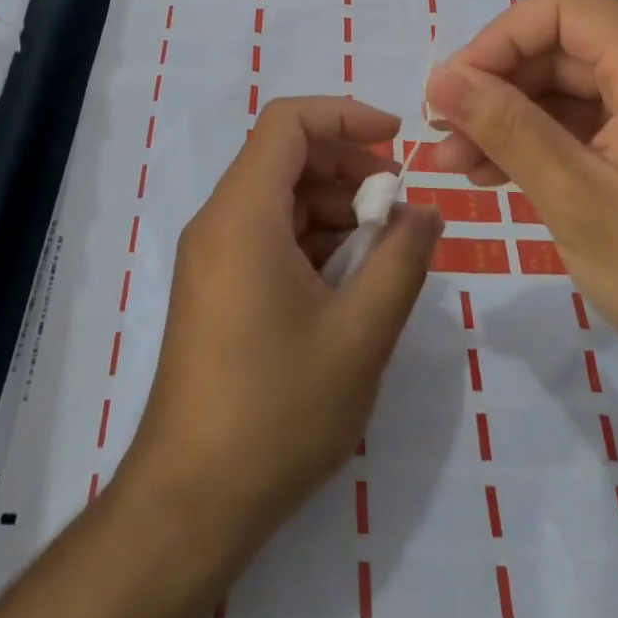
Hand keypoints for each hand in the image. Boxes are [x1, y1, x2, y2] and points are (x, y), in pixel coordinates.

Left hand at [121, 96, 443, 561]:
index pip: (288, 122)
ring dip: (335, 210)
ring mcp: (213, 255)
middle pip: (286, 157)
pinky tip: (349, 285)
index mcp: (243, 214)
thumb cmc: (277, 411)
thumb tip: (426, 214)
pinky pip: (269, 235)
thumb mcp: (360, 335)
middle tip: (398, 210)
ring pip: (281, 198)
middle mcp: (220, 221)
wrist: (191, 502)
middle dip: (349, 168)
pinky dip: (313, 241)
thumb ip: (401, 261)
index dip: (345, 115)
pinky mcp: (217, 286)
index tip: (397, 141)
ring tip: (383, 255)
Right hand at [424, 0, 617, 408]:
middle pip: (565, 47)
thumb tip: (440, 79)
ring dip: (513, 118)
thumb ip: (507, 128)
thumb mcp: (578, 201)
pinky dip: (545, 143)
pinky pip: (592, 125)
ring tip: (460, 165)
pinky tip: (501, 176)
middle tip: (446, 137)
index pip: (567, 7)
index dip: (501, 37)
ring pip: (571, 89)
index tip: (455, 90)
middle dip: (498, 86)